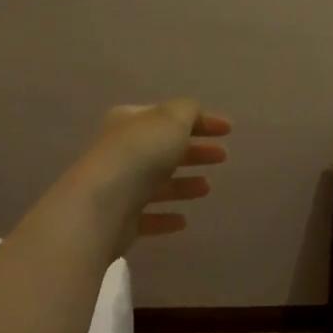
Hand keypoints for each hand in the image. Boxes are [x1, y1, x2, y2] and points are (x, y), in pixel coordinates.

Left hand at [78, 100, 231, 248]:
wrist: (103, 203)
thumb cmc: (140, 154)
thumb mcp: (171, 119)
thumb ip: (187, 111)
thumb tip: (193, 113)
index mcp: (130, 122)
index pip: (169, 116)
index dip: (201, 121)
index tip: (229, 130)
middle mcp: (121, 151)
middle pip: (164, 149)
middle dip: (194, 152)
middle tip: (222, 156)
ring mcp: (119, 187)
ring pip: (157, 183)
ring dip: (183, 185)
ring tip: (207, 188)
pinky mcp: (120, 219)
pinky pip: (148, 216)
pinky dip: (166, 216)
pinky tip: (183, 221)